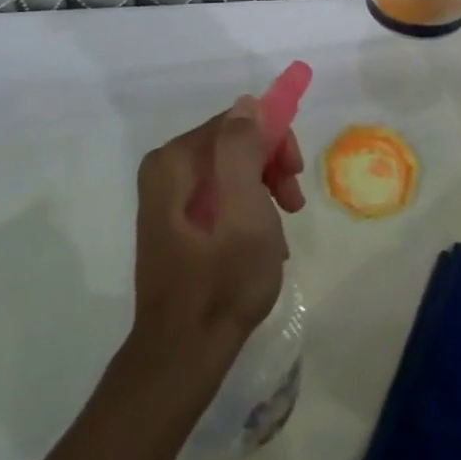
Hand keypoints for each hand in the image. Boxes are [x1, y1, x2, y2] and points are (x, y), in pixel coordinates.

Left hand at [131, 99, 302, 380]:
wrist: (182, 355)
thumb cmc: (221, 281)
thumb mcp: (245, 210)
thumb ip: (243, 150)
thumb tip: (247, 104)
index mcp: (176, 159)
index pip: (238, 121)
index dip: (274, 141)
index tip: (295, 177)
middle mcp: (165, 168)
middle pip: (234, 144)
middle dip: (270, 168)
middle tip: (292, 206)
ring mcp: (166, 196)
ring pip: (231, 169)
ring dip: (262, 192)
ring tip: (278, 234)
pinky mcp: (172, 220)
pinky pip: (220, 195)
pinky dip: (246, 211)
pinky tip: (259, 243)